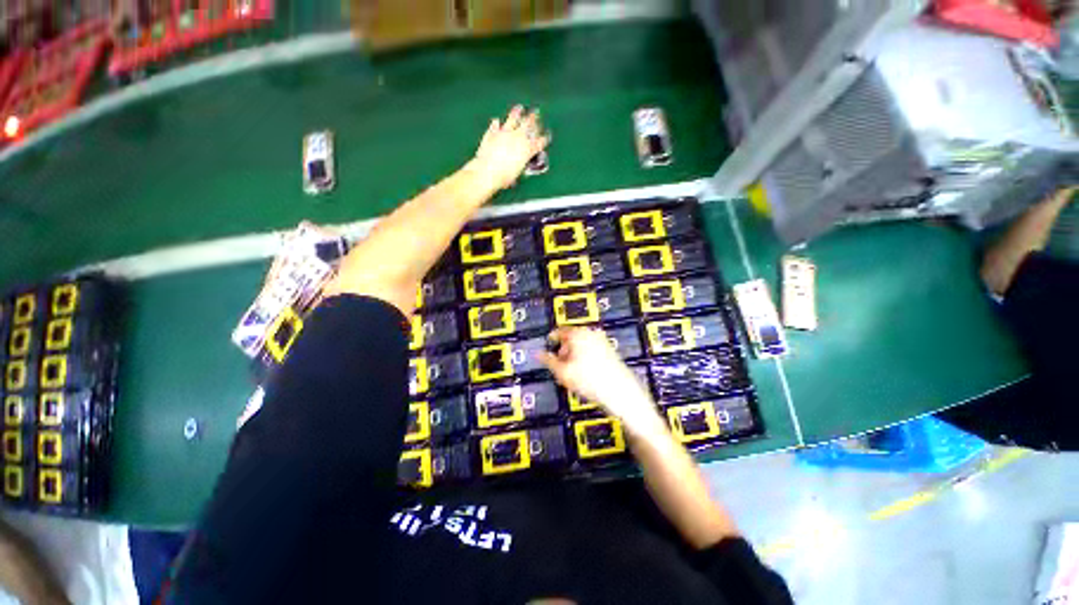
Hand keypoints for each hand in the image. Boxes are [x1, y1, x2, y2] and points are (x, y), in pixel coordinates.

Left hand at [470, 105, 549, 190]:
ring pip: (513, 119)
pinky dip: (497, 123)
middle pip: (528, 124)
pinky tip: (496, 121)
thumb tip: (521, 163)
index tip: (546, 136)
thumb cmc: (504, 177)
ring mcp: (505, 133)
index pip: (539, 142)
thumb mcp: (517, 173)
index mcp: (527, 149)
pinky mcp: (492, 133)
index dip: (544, 139)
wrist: (487, 172)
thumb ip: (521, 164)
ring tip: (519, 108)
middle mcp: (518, 138)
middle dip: (533, 118)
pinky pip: (495, 125)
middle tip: (536, 113)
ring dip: (517, 113)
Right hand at [540, 327, 664, 436]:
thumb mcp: (562, 372)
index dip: (551, 340)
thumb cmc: (590, 380)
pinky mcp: (610, 351)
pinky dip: (585, 359)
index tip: (547, 347)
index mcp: (578, 334)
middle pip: (571, 339)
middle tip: (559, 367)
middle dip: (563, 352)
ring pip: (581, 346)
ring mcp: (602, 341)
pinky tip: (585, 375)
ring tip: (572, 374)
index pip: (559, 332)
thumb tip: (537, 354)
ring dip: (574, 357)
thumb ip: (548, 361)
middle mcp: (591, 333)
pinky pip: (591, 351)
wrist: (620, 392)